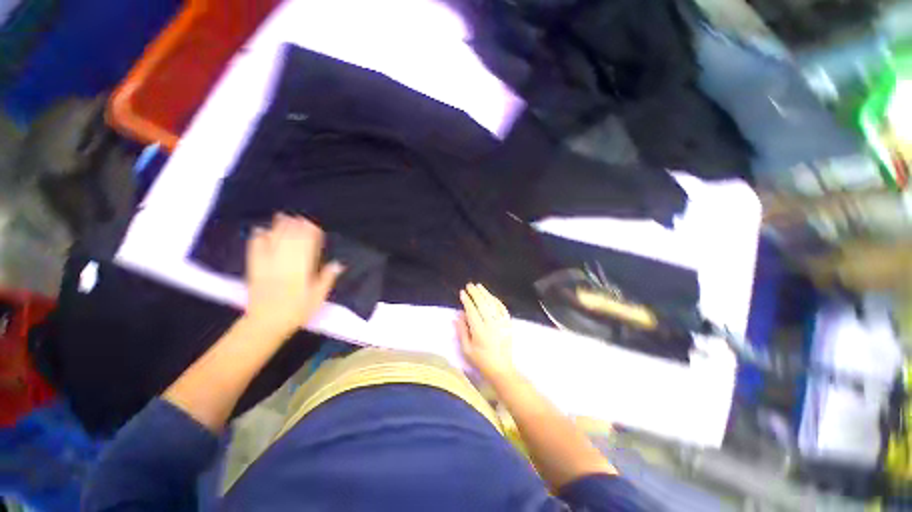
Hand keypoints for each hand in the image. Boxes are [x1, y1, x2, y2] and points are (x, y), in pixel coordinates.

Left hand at [245, 214, 343, 335]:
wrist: (266, 323)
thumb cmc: (297, 311)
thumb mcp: (317, 297)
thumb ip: (326, 279)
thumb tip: (338, 264)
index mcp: (302, 270)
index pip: (308, 247)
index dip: (311, 235)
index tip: (314, 225)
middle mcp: (285, 264)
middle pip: (291, 241)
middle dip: (296, 227)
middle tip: (300, 216)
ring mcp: (268, 265)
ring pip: (275, 242)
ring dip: (279, 228)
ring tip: (283, 216)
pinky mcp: (255, 269)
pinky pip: (256, 251)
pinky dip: (258, 239)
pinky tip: (260, 230)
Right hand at [457, 283, 515, 380]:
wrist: (501, 368)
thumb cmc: (481, 360)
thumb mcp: (466, 349)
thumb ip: (462, 331)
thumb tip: (457, 315)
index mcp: (479, 331)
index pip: (472, 311)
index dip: (467, 301)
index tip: (462, 293)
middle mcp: (491, 324)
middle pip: (483, 304)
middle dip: (475, 293)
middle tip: (469, 285)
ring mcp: (501, 323)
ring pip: (493, 304)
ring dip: (485, 293)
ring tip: (479, 286)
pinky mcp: (508, 324)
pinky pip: (502, 308)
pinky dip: (496, 300)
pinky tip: (491, 296)